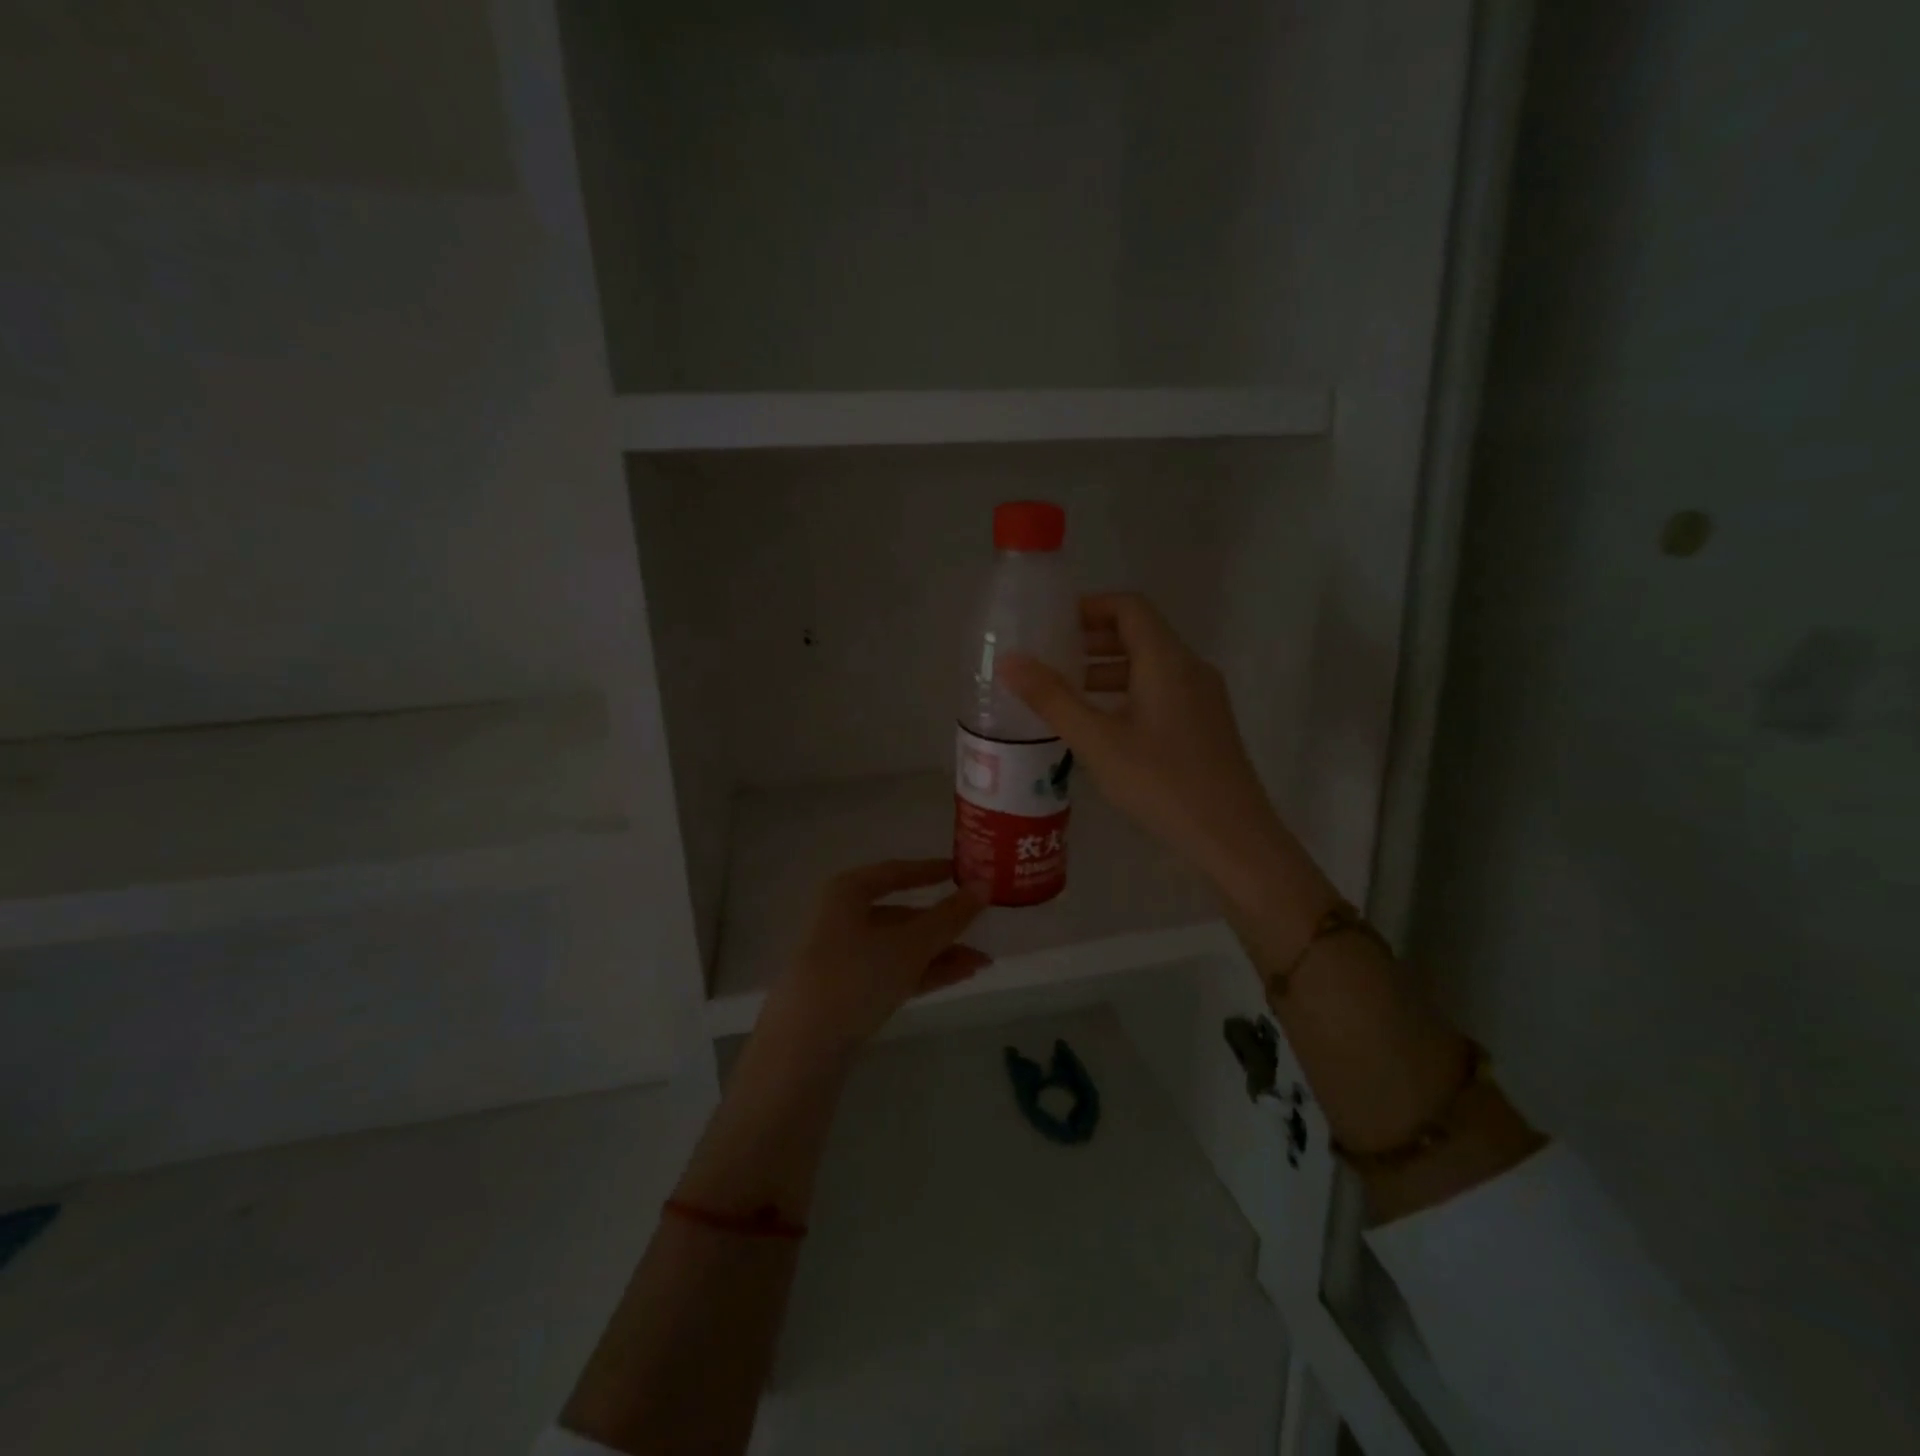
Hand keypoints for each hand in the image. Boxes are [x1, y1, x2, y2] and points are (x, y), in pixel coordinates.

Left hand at [757, 860, 990, 1057]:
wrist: (804, 1045)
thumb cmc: (856, 975)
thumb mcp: (910, 944)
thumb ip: (950, 916)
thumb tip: (984, 885)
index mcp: (847, 892)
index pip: (895, 873)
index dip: (929, 871)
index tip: (961, 871)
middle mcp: (842, 919)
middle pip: (901, 915)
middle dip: (943, 925)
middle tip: (981, 929)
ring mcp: (843, 957)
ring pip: (900, 947)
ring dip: (940, 953)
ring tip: (981, 963)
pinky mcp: (847, 992)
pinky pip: (893, 971)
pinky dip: (924, 972)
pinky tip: (960, 976)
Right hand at [998, 593, 1301, 909]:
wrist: (1233, 838)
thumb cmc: (1162, 783)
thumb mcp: (1098, 742)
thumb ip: (1053, 699)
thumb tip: (1010, 661)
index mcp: (1167, 660)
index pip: (1129, 607)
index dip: (1089, 607)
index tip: (1052, 624)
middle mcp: (1190, 668)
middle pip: (1140, 633)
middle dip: (1093, 641)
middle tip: (1051, 659)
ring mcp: (1204, 697)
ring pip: (1151, 666)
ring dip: (1108, 670)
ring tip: (1067, 695)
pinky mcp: (1206, 724)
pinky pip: (1162, 691)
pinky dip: (1128, 693)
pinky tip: (1103, 727)